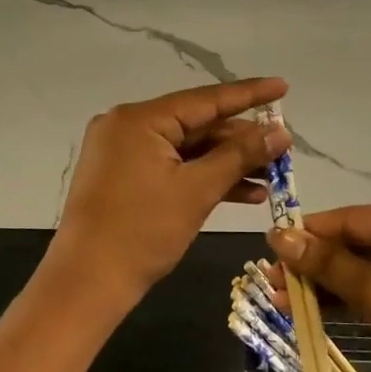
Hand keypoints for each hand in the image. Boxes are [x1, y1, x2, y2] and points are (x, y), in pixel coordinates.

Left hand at [50, 78, 291, 309]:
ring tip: (272, 175)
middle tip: (283, 147)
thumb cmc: (142, 232)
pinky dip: (203, 178)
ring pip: (187, 149)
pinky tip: (244, 193)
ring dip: (227, 163)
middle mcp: (128, 126)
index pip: (205, 99)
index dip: (248, 94)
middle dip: (241, 140)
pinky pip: (172, 167)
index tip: (282, 86)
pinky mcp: (124, 178)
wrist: (87, 285)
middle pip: (196, 125)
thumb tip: (280, 132)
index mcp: (139, 119)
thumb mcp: (197, 190)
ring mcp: (123, 153)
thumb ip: (240, 156)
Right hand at [268, 203, 370, 371]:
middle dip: (312, 265)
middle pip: (352, 245)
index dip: (306, 235)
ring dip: (325, 287)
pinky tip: (315, 313)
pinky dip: (348, 303)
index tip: (267, 251)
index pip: (347, 219)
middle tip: (270, 284)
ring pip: (361, 272)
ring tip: (282, 302)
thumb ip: (328, 264)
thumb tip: (279, 235)